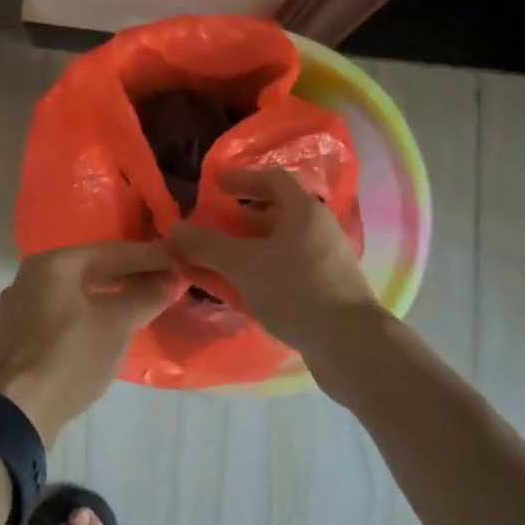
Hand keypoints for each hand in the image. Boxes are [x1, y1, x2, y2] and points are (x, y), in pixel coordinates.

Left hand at [0, 242, 180, 444]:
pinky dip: (76, 323)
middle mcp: (26, 279)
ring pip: (66, 297)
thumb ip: (145, 297)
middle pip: (85, 271)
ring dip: (99, 300)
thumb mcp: (116, 325)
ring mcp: (12, 312)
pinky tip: (90, 336)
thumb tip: (170, 278)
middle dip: (123, 277)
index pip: (109, 252)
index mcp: (51, 265)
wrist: (14, 414)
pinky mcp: (8, 343)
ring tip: (129, 308)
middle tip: (158, 283)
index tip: (175, 260)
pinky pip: (51, 322)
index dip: (146, 256)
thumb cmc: (69, 357)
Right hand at [167, 168, 384, 358]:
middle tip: (209, 228)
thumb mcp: (244, 264)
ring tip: (217, 263)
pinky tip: (240, 292)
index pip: (272, 179)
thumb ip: (207, 245)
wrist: (351, 346)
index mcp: (304, 211)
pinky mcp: (326, 291)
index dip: (241, 179)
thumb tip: (174, 229)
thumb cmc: (296, 290)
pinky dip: (260, 273)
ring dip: (247, 250)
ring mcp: (325, 262)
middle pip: (275, 213)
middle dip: (238, 220)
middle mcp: (318, 230)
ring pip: (279, 246)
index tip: (214, 185)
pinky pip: (286, 271)